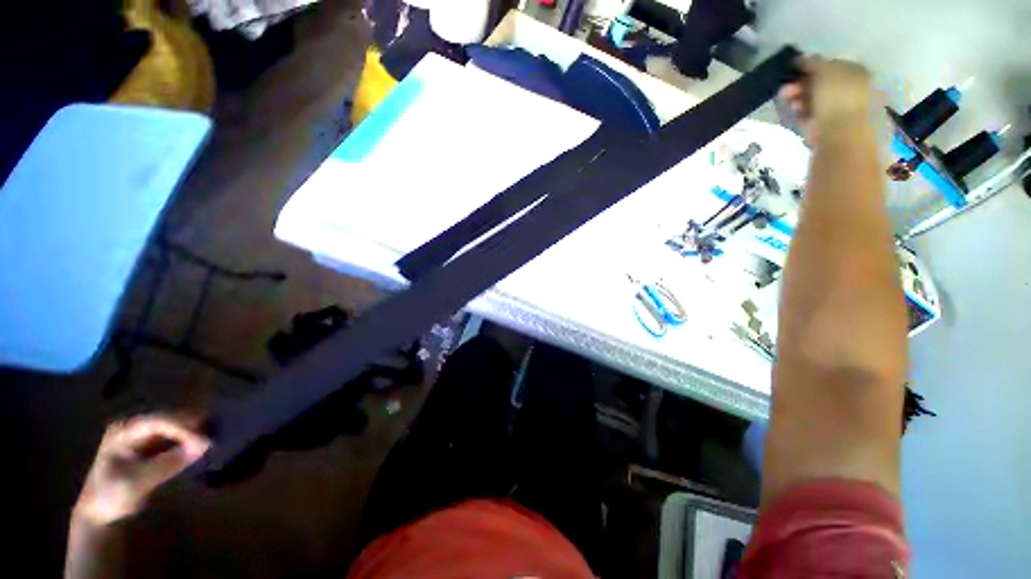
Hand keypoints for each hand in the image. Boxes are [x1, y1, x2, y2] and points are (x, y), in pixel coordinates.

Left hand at [72, 414, 209, 527]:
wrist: (98, 515)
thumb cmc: (112, 496)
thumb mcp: (139, 481)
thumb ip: (169, 462)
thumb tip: (204, 445)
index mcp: (125, 430)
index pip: (160, 421)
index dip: (184, 429)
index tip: (204, 441)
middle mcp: (134, 428)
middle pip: (170, 421)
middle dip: (192, 429)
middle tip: (212, 441)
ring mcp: (141, 437)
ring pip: (174, 428)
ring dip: (191, 435)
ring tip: (209, 444)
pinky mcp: (149, 448)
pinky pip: (173, 439)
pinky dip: (186, 443)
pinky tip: (197, 450)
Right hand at [779, 57, 876, 138]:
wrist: (841, 134)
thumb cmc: (838, 97)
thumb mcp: (826, 70)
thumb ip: (814, 62)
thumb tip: (802, 58)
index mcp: (858, 71)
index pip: (831, 65)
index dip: (811, 67)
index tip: (794, 71)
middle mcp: (853, 88)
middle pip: (821, 83)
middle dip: (801, 85)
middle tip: (785, 89)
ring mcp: (841, 110)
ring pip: (814, 99)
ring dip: (798, 99)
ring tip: (786, 101)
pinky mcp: (829, 127)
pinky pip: (811, 115)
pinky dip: (801, 113)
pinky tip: (793, 113)